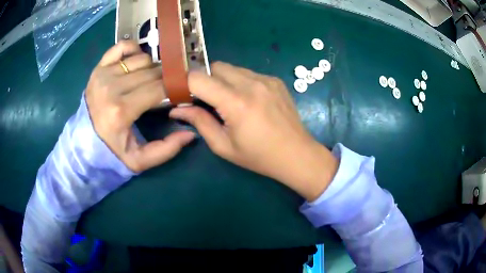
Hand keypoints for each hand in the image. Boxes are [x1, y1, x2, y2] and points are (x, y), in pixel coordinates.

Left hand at [85, 41, 194, 171]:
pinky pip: (121, 47)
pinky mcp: (98, 68)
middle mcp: (111, 88)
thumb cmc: (111, 152)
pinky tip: (137, 60)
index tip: (180, 92)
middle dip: (165, 78)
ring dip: (152, 67)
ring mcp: (103, 74)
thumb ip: (166, 150)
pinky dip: (134, 49)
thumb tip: (191, 134)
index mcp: (121, 111)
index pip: (158, 88)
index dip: (175, 87)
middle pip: (151, 72)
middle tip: (167, 88)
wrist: (82, 143)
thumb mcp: (139, 161)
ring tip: (151, 79)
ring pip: (141, 59)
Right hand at [170, 62, 337, 200]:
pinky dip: (240, 82)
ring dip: (223, 80)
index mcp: (236, 102)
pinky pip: (248, 73)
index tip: (183, 94)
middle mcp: (251, 84)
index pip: (199, 78)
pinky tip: (247, 100)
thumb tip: (177, 109)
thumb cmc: (259, 156)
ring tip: (228, 101)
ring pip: (232, 68)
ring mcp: (266, 79)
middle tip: (206, 99)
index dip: (186, 83)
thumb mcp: (224, 146)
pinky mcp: (275, 80)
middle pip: (216, 66)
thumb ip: (199, 122)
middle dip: (205, 79)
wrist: (297, 154)